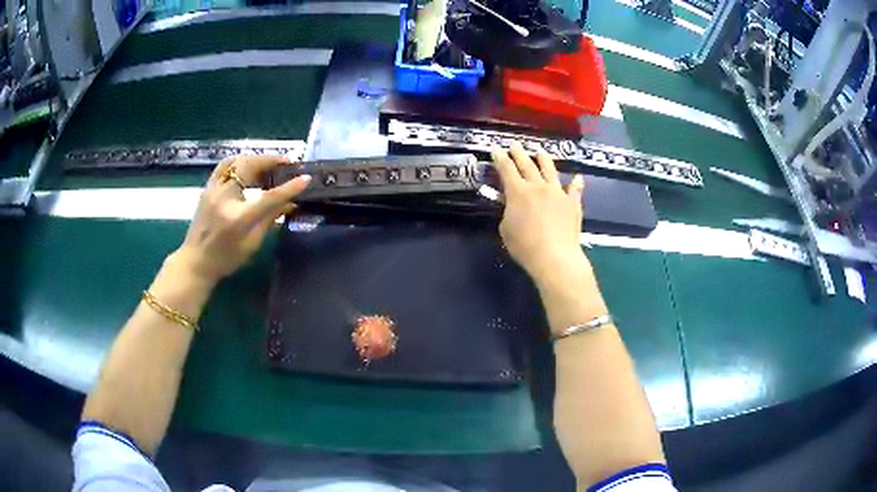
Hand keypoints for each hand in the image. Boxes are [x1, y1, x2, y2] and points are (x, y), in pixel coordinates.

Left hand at [171, 155, 310, 285]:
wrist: (195, 262)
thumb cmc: (225, 259)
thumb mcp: (252, 244)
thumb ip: (270, 219)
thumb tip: (291, 202)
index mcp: (237, 219)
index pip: (267, 198)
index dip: (288, 187)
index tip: (306, 178)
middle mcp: (223, 199)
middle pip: (249, 168)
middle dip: (270, 162)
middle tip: (288, 164)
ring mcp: (212, 190)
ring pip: (236, 161)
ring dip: (256, 159)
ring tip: (269, 165)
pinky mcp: (207, 188)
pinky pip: (225, 165)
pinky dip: (240, 161)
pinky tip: (249, 166)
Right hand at [491, 142, 586, 281]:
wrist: (555, 256)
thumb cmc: (525, 246)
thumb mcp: (506, 229)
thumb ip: (508, 212)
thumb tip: (513, 205)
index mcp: (518, 192)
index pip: (506, 169)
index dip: (500, 158)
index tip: (496, 149)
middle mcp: (538, 187)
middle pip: (527, 165)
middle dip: (519, 153)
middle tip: (514, 144)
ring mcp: (558, 193)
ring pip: (550, 170)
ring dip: (544, 159)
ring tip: (540, 151)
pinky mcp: (573, 203)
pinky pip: (575, 189)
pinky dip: (576, 182)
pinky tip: (578, 177)